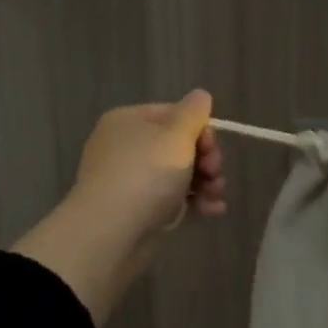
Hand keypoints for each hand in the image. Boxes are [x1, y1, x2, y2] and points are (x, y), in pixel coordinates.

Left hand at [73, 91, 227, 237]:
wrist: (111, 232)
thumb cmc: (146, 174)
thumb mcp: (176, 135)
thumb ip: (194, 113)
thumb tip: (200, 96)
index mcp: (129, 121)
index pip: (174, 114)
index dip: (200, 129)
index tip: (211, 148)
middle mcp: (126, 146)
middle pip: (179, 145)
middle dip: (206, 159)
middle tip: (215, 173)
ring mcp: (130, 180)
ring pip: (178, 174)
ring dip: (205, 183)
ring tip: (216, 196)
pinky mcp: (137, 211)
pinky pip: (172, 199)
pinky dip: (193, 202)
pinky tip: (212, 211)